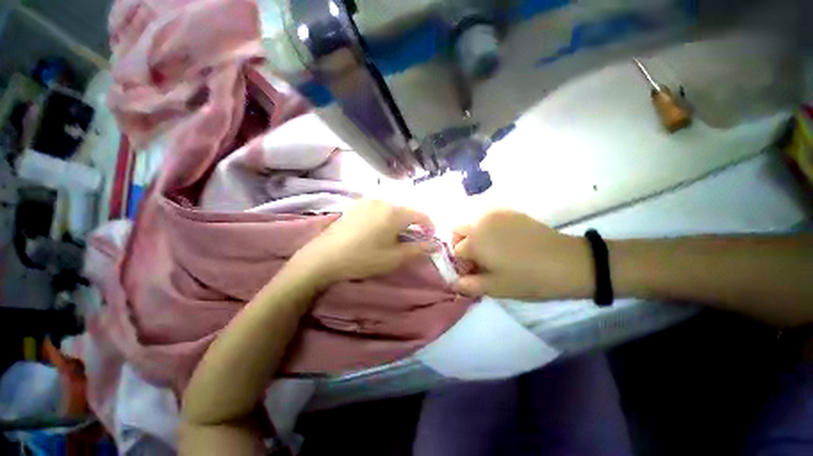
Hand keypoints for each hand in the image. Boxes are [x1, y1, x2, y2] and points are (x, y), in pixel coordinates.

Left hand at [290, 200, 437, 287]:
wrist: (325, 257)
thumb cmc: (363, 258)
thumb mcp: (394, 258)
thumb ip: (418, 249)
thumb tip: (435, 244)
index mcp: (395, 213)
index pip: (421, 215)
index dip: (429, 226)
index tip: (429, 238)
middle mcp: (383, 201)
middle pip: (406, 211)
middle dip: (412, 225)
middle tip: (409, 241)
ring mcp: (367, 201)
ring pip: (392, 209)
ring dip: (398, 221)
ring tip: (392, 237)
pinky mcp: (356, 206)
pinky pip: (378, 209)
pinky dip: (384, 218)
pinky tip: (376, 231)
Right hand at [452, 210, 592, 300]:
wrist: (568, 262)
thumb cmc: (529, 278)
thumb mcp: (496, 288)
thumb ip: (469, 285)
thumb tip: (453, 283)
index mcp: (474, 241)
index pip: (456, 251)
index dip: (463, 264)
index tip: (475, 273)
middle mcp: (480, 222)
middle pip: (457, 230)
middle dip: (461, 244)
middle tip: (478, 259)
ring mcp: (495, 214)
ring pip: (472, 222)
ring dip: (473, 236)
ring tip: (491, 251)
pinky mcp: (509, 212)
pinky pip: (487, 218)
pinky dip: (487, 229)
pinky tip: (504, 241)